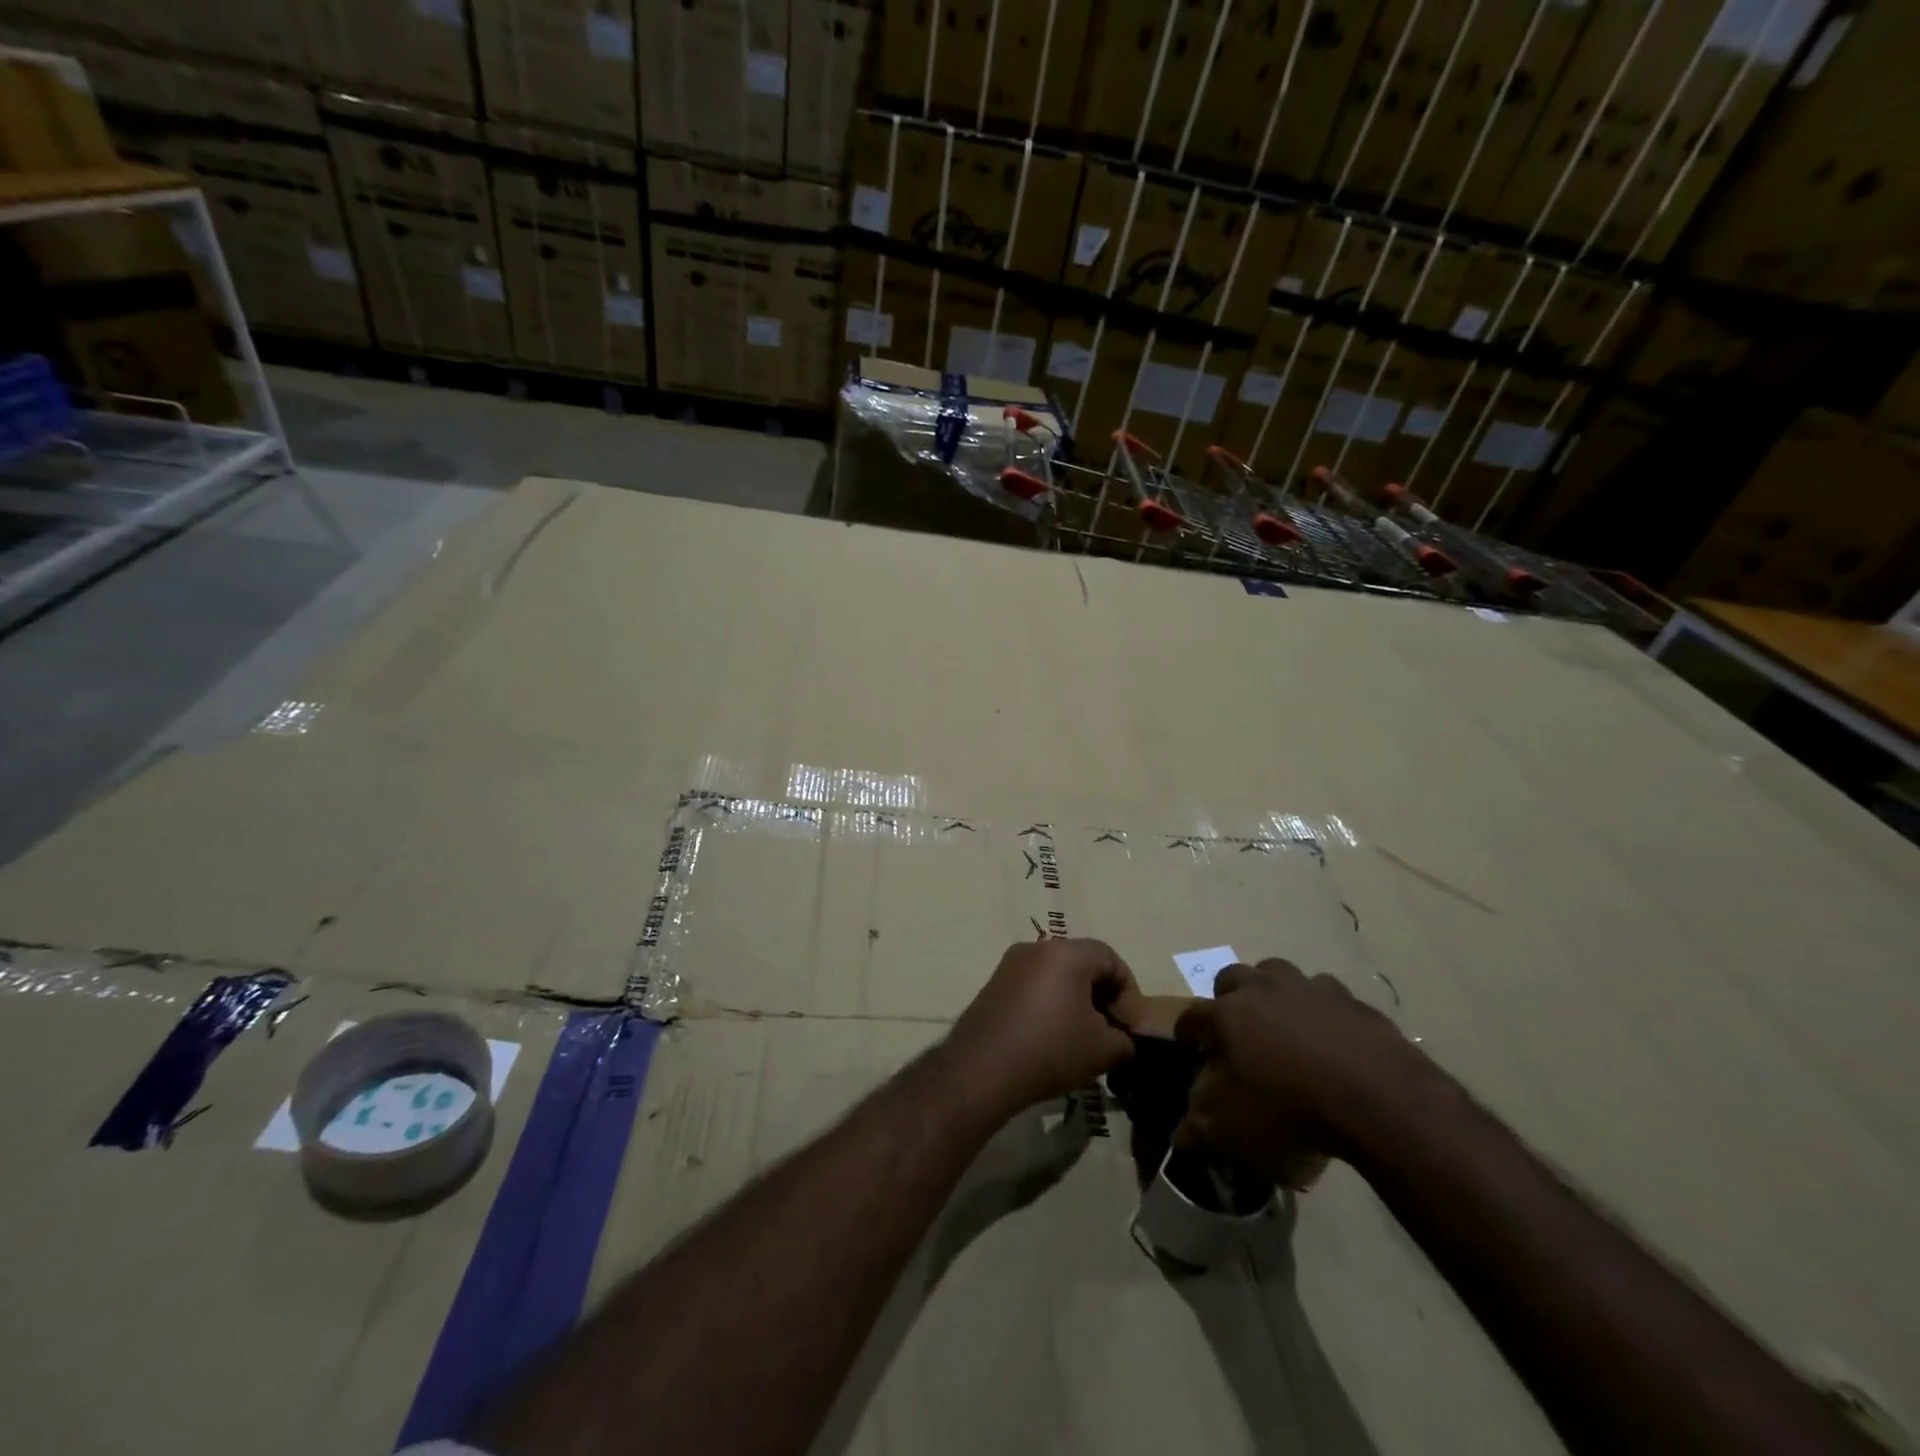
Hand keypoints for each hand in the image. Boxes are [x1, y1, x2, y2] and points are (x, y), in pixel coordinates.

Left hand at [945, 938, 1137, 1119]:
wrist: (982, 1069)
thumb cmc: (1050, 1050)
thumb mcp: (1103, 1050)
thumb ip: (1124, 1040)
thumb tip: (1121, 1038)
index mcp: (1066, 953)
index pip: (1110, 958)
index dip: (1128, 991)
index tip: (1130, 1026)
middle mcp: (1036, 948)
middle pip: (1082, 963)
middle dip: (1102, 996)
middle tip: (1111, 1031)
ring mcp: (1010, 965)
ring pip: (1056, 975)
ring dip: (1076, 1001)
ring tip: (1083, 1038)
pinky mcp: (994, 985)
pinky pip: (1034, 986)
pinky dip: (1050, 1004)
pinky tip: (1053, 1038)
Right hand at [1173, 958, 1427, 1184]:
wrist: (1379, 1099)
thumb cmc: (1292, 1111)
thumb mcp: (1235, 1130)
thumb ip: (1201, 1128)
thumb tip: (1180, 1134)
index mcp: (1227, 1015)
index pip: (1192, 1015)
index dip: (1187, 1030)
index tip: (1188, 1044)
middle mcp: (1262, 989)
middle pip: (1233, 977)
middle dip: (1228, 997)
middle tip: (1237, 1027)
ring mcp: (1308, 989)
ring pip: (1278, 973)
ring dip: (1273, 992)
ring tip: (1282, 1024)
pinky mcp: (1350, 999)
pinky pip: (1325, 994)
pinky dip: (1320, 1009)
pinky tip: (1330, 1036)